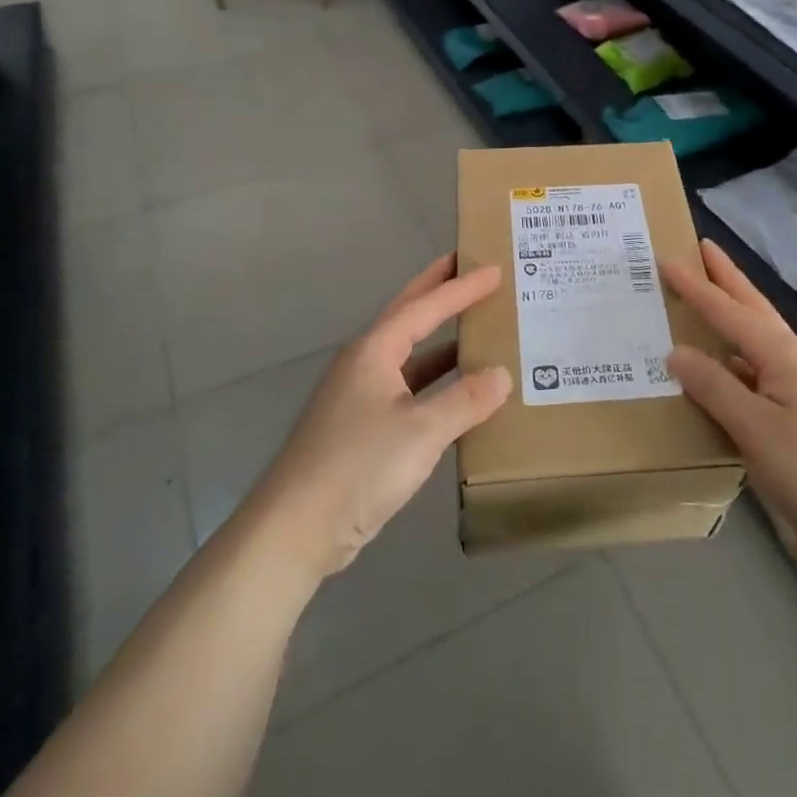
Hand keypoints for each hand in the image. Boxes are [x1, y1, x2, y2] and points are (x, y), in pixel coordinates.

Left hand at [243, 255, 511, 581]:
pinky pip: (407, 387)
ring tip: (475, 324)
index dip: (462, 287)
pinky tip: (457, 392)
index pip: (426, 306)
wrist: (294, 530)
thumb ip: (466, 400)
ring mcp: (359, 395)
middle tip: (469, 266)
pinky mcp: (360, 428)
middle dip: (438, 290)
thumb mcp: (422, 431)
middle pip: (408, 315)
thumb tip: (502, 375)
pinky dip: (435, 380)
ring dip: (440, 338)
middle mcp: (364, 363)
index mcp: (374, 350)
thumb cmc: (358, 467)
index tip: (494, 269)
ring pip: (408, 354)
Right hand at [664, 239, 796, 557]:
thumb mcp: (757, 430)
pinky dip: (735, 357)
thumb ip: (715, 387)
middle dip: (726, 278)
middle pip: (752, 307)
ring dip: (732, 314)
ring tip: (706, 300)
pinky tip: (723, 370)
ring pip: (757, 338)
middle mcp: (793, 360)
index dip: (695, 287)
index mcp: (782, 353)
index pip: (728, 310)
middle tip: (701, 249)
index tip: (667, 259)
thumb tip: (676, 352)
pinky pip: (758, 370)